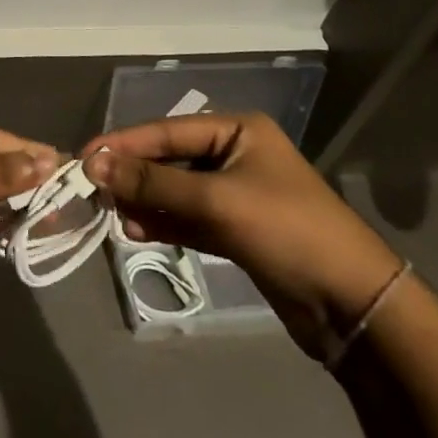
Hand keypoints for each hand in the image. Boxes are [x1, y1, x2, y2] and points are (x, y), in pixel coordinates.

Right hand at [83, 113, 401, 359]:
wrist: (354, 306)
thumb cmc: (287, 232)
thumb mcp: (216, 201)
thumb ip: (154, 182)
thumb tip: (95, 164)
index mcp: (237, 131)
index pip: (167, 130)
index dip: (124, 143)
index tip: (84, 157)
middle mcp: (234, 156)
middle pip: (169, 159)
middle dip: (133, 175)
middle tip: (94, 190)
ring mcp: (235, 195)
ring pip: (175, 191)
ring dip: (145, 201)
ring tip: (113, 215)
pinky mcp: (235, 231)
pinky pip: (187, 218)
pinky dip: (162, 223)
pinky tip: (135, 231)